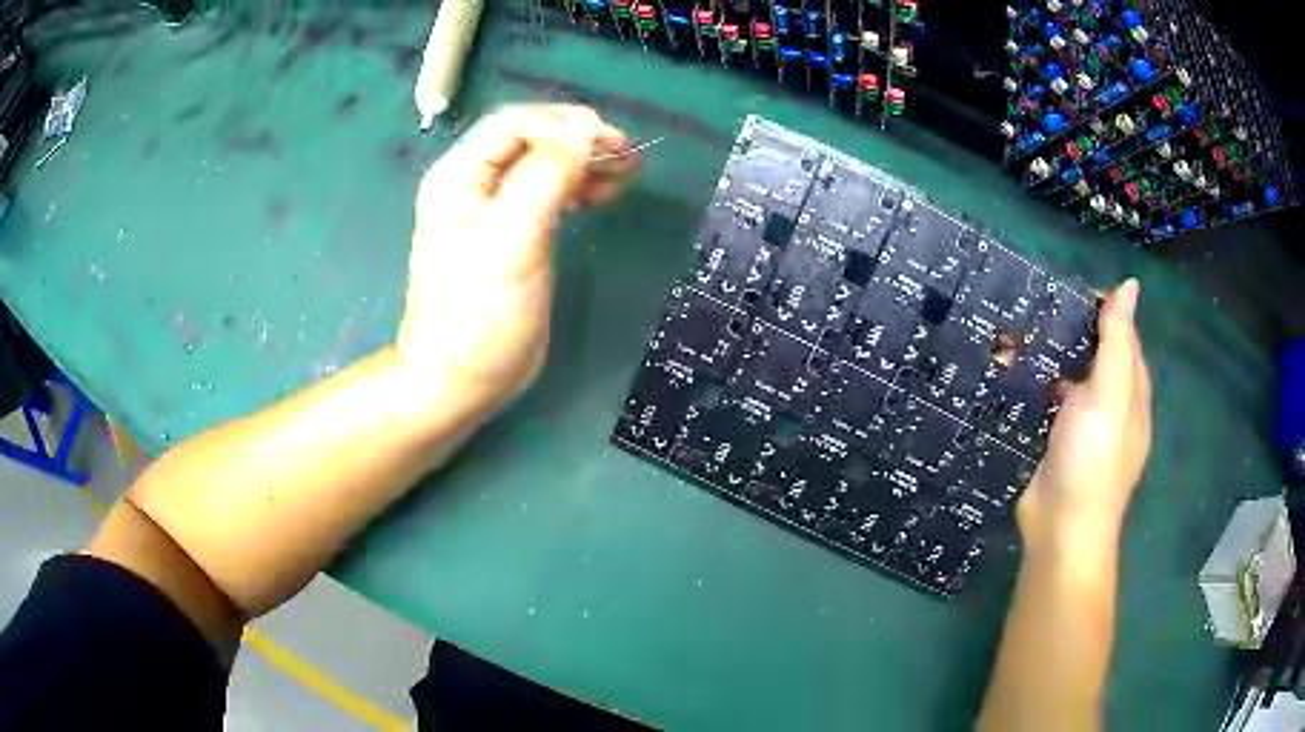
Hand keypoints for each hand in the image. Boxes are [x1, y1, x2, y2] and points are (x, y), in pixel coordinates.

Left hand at [395, 105, 636, 414]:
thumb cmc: (479, 316)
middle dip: (581, 140)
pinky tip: (603, 194)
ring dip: (585, 161)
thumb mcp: (512, 242)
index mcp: (460, 177)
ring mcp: (493, 210)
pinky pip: (548, 192)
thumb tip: (583, 132)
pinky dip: (578, 187)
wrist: (460, 381)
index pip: (516, 123)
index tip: (613, 145)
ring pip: (544, 164)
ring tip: (626, 174)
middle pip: (532, 138)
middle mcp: (473, 184)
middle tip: (628, 158)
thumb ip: (545, 178)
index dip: (566, 125)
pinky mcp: (512, 233)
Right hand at [1017, 279, 1151, 545]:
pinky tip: (1017, 376)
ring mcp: (1085, 428)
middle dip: (1076, 331)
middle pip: (1098, 357)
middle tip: (1038, 307)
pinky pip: (1052, 404)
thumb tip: (1130, 284)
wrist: (1061, 529)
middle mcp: (1112, 407)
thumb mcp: (1110, 393)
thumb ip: (1118, 341)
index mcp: (1131, 392)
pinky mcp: (1058, 445)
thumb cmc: (1093, 458)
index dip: (1105, 310)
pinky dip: (1039, 386)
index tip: (1070, 289)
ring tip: (1021, 332)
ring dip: (1055, 358)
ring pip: (1073, 380)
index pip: (1124, 338)